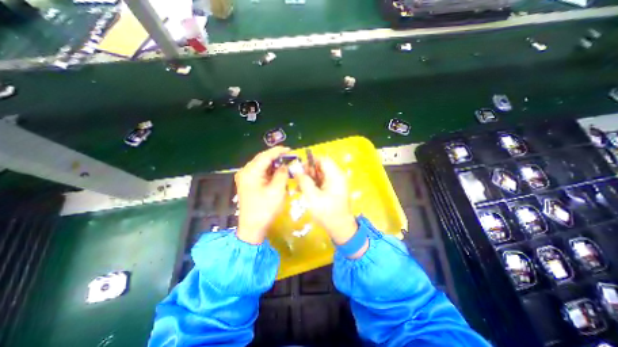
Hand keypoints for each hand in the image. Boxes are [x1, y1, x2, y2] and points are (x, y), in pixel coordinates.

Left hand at [236, 146, 290, 243]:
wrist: (252, 227)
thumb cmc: (265, 209)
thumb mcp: (277, 190)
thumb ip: (282, 174)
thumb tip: (285, 165)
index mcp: (251, 172)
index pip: (265, 156)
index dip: (278, 151)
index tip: (290, 150)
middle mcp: (245, 171)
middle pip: (262, 159)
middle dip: (276, 157)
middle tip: (290, 157)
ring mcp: (245, 177)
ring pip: (261, 165)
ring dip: (274, 164)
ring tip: (286, 163)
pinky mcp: (248, 183)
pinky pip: (260, 172)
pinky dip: (270, 171)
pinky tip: (278, 172)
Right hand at [295, 156, 363, 247]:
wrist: (340, 228)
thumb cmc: (327, 212)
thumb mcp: (313, 197)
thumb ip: (304, 181)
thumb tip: (296, 170)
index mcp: (336, 175)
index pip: (323, 159)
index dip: (310, 161)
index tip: (299, 168)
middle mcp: (337, 176)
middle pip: (321, 166)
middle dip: (308, 171)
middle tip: (297, 178)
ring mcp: (336, 183)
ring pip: (320, 174)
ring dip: (308, 178)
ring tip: (298, 186)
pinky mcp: (333, 189)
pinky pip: (321, 182)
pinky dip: (313, 184)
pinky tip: (303, 190)